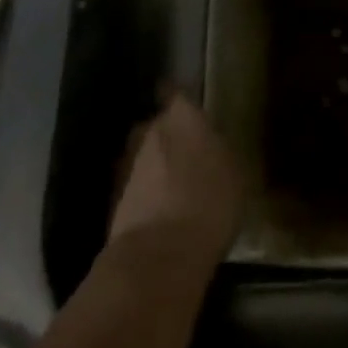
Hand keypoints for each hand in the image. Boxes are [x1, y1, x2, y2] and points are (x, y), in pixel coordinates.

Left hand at [107, 93, 241, 278]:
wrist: (158, 255)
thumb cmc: (209, 204)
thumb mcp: (235, 174)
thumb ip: (219, 150)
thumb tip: (212, 145)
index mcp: (182, 117)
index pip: (175, 92)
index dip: (180, 100)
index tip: (188, 108)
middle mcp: (149, 130)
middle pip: (157, 125)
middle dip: (168, 137)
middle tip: (188, 154)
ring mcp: (126, 163)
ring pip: (143, 156)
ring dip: (155, 167)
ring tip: (175, 188)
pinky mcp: (112, 197)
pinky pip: (135, 186)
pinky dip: (145, 193)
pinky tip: (161, 211)